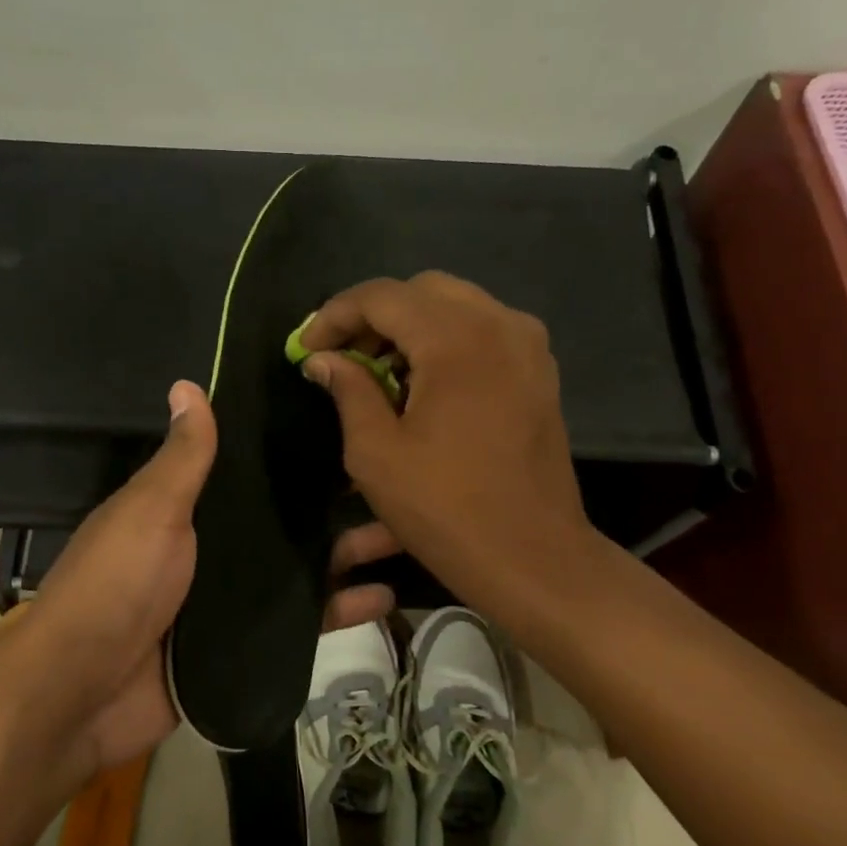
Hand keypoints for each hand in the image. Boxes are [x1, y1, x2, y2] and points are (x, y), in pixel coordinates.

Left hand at [2, 381, 408, 776]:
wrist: (84, 692)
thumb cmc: (118, 584)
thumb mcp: (151, 511)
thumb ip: (182, 458)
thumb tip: (188, 384)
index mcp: (187, 509)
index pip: (250, 471)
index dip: (293, 452)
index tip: (348, 424)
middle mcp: (213, 549)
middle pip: (284, 520)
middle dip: (336, 505)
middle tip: (398, 483)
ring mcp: (231, 600)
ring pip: (300, 569)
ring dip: (348, 555)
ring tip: (407, 534)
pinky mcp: (245, 646)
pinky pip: (300, 623)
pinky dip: (338, 611)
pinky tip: (386, 598)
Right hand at [297, 273, 602, 628]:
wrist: (531, 555)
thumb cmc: (445, 508)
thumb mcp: (376, 453)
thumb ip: (348, 391)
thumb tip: (323, 358)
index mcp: (456, 339)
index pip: (382, 296)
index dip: (335, 315)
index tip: (306, 347)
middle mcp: (499, 325)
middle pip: (422, 290)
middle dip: (374, 316)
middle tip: (342, 357)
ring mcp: (528, 346)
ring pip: (456, 306)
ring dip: (410, 327)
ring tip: (378, 371)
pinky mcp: (539, 371)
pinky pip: (484, 331)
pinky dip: (445, 341)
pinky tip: (423, 382)